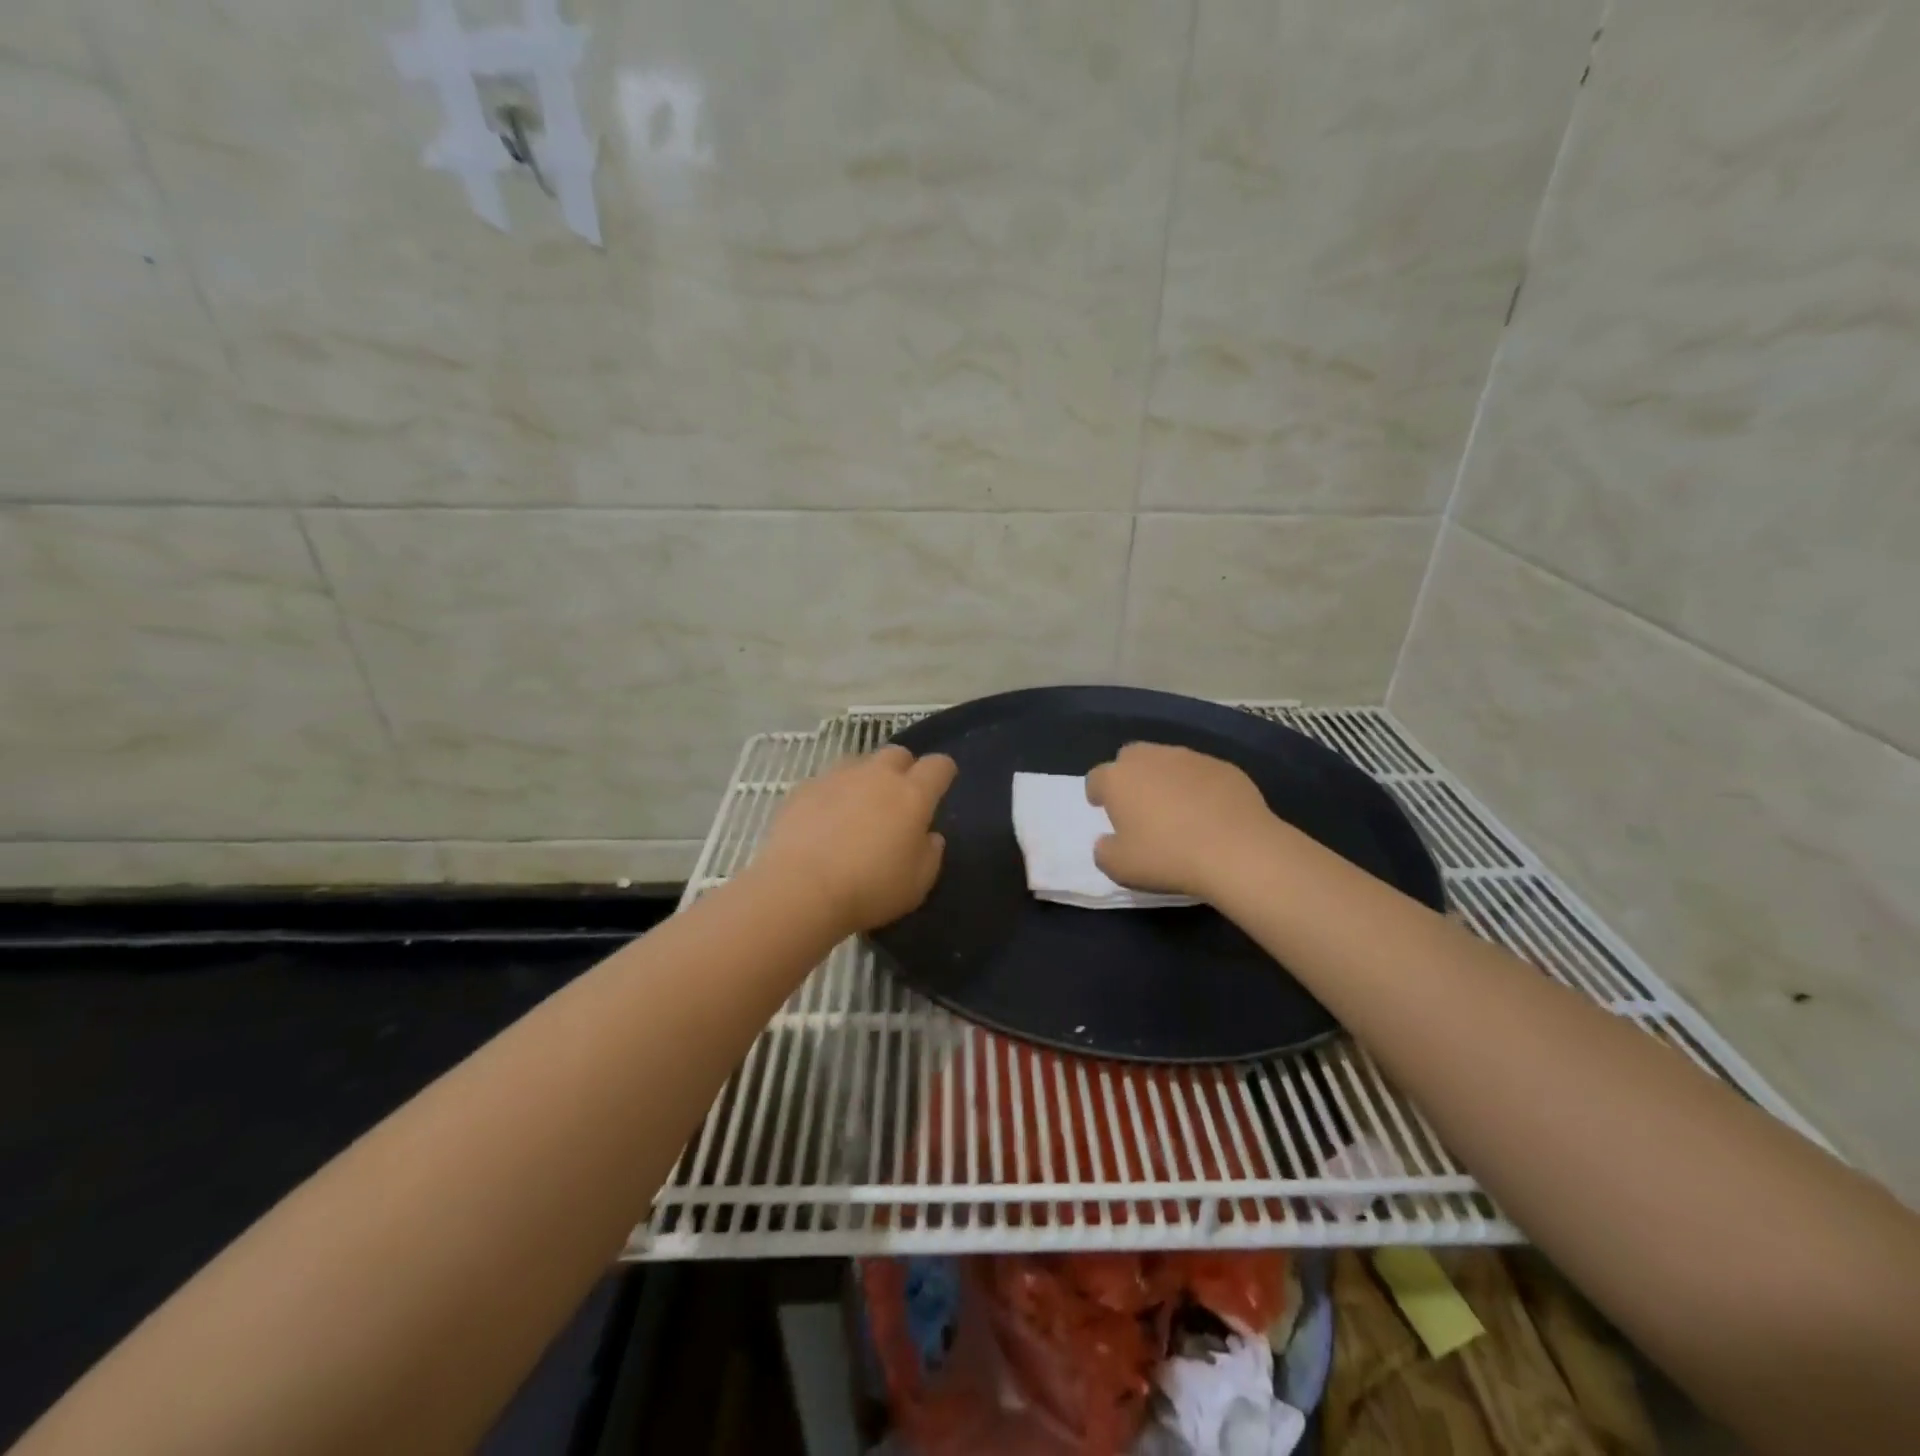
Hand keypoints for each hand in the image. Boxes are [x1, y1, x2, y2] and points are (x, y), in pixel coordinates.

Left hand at [752, 745, 957, 932]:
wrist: (800, 889)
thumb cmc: (869, 889)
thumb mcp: (917, 884)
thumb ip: (930, 854)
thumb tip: (929, 836)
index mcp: (912, 794)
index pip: (938, 766)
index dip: (943, 773)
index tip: (940, 787)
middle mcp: (876, 775)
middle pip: (898, 754)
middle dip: (903, 770)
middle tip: (897, 800)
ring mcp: (836, 777)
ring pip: (859, 763)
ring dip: (865, 779)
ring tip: (858, 810)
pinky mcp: (803, 788)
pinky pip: (826, 782)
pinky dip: (832, 795)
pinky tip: (823, 822)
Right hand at [1085, 743, 1275, 899]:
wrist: (1237, 850)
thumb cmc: (1167, 857)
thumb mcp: (1119, 867)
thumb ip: (1104, 851)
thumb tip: (1107, 842)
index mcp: (1118, 778)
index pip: (1096, 778)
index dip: (1097, 793)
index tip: (1103, 809)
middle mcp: (1150, 758)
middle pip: (1130, 758)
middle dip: (1130, 776)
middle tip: (1138, 804)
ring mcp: (1189, 758)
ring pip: (1167, 761)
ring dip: (1165, 778)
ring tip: (1176, 808)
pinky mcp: (1223, 766)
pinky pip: (1201, 772)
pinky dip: (1198, 786)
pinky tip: (1209, 811)